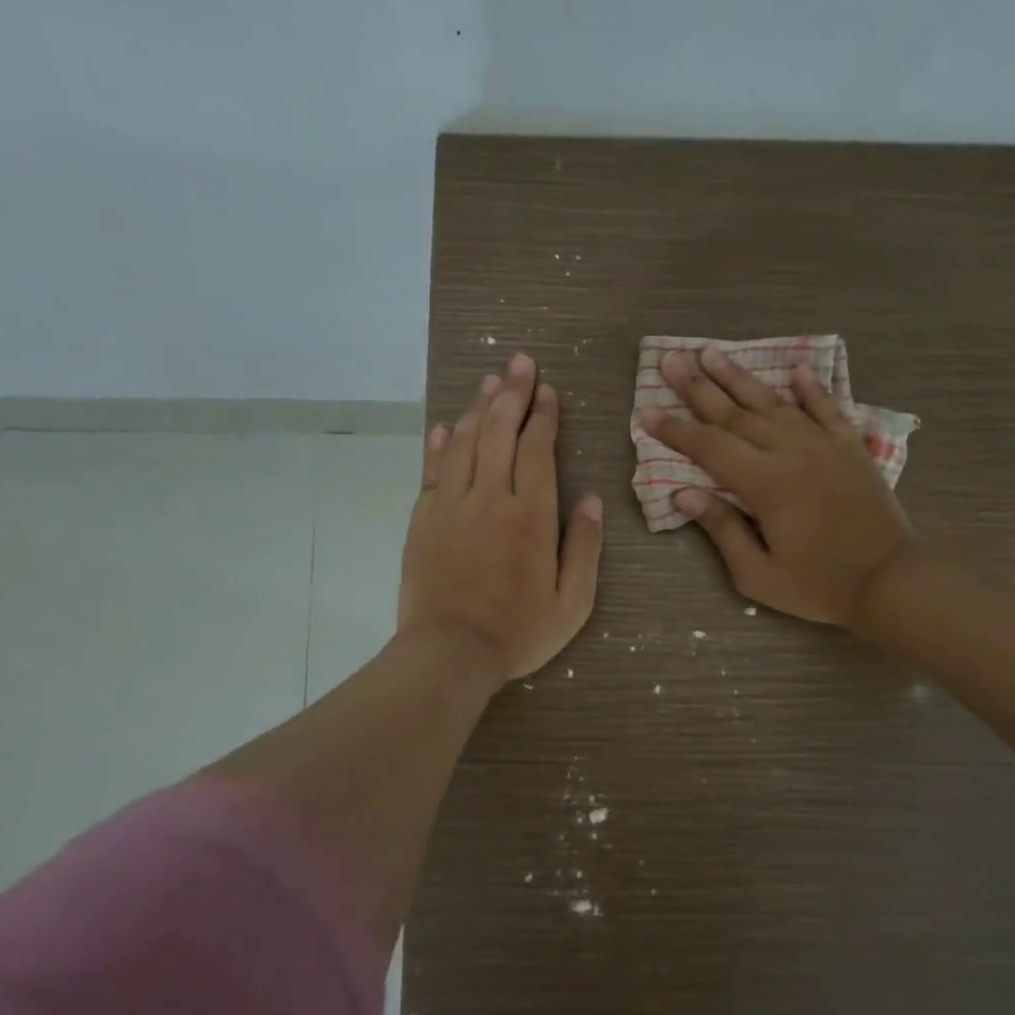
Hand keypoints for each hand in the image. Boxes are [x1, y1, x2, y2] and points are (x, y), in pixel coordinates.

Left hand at [401, 353, 603, 680]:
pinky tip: (447, 426)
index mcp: (531, 516)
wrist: (450, 653)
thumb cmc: (519, 632)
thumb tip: (591, 499)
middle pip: (499, 432)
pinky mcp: (423, 520)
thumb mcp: (573, 602)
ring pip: (465, 442)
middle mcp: (490, 498)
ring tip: (489, 380)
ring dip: (478, 407)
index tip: (548, 390)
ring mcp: (451, 506)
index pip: (537, 449)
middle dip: (511, 393)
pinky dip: (440, 443)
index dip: (544, 415)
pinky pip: (432, 470)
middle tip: (519, 362)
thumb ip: (585, 547)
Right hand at [638, 347, 912, 626]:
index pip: (709, 447)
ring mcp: (824, 445)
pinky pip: (828, 409)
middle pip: (735, 414)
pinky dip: (812, 388)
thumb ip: (722, 529)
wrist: (891, 581)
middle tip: (670, 360)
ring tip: (713, 353)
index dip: (675, 430)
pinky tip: (797, 368)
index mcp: (765, 484)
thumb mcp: (758, 574)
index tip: (646, 411)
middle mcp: (791, 452)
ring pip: (774, 403)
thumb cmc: (819, 586)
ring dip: (740, 377)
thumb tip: (684, 494)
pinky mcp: (851, 448)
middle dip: (698, 388)